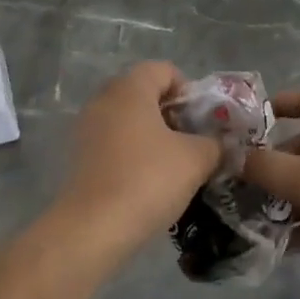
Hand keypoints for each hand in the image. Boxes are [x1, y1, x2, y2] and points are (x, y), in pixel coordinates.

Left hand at [60, 62, 222, 249]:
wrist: (93, 229)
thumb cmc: (148, 180)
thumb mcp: (196, 159)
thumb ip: (215, 143)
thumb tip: (220, 144)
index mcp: (130, 89)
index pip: (164, 70)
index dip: (188, 91)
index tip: (201, 122)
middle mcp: (104, 99)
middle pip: (144, 93)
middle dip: (171, 114)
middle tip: (191, 142)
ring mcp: (86, 128)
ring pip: (128, 119)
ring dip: (152, 136)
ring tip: (173, 166)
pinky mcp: (79, 156)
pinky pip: (113, 142)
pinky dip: (132, 153)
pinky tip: (147, 182)